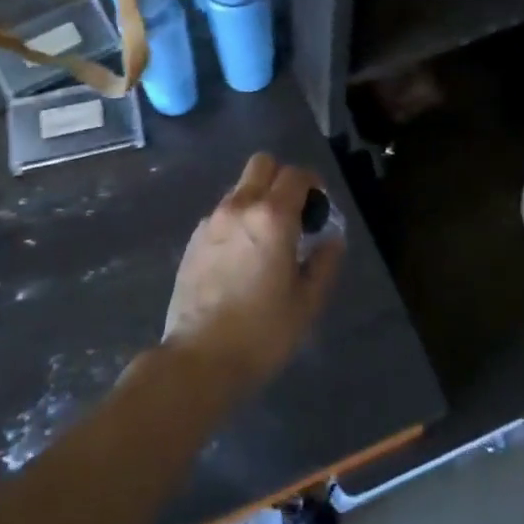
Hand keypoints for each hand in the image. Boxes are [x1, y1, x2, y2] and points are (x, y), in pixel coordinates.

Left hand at [162, 154, 343, 398]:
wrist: (199, 359)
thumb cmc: (262, 333)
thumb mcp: (307, 302)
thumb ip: (324, 263)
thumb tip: (331, 240)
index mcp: (272, 217)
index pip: (296, 175)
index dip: (313, 184)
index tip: (319, 207)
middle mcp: (239, 207)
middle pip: (262, 164)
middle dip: (281, 178)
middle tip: (293, 213)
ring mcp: (211, 221)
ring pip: (240, 189)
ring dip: (258, 200)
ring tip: (266, 240)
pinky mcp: (193, 240)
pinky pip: (222, 214)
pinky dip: (237, 221)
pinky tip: (241, 257)